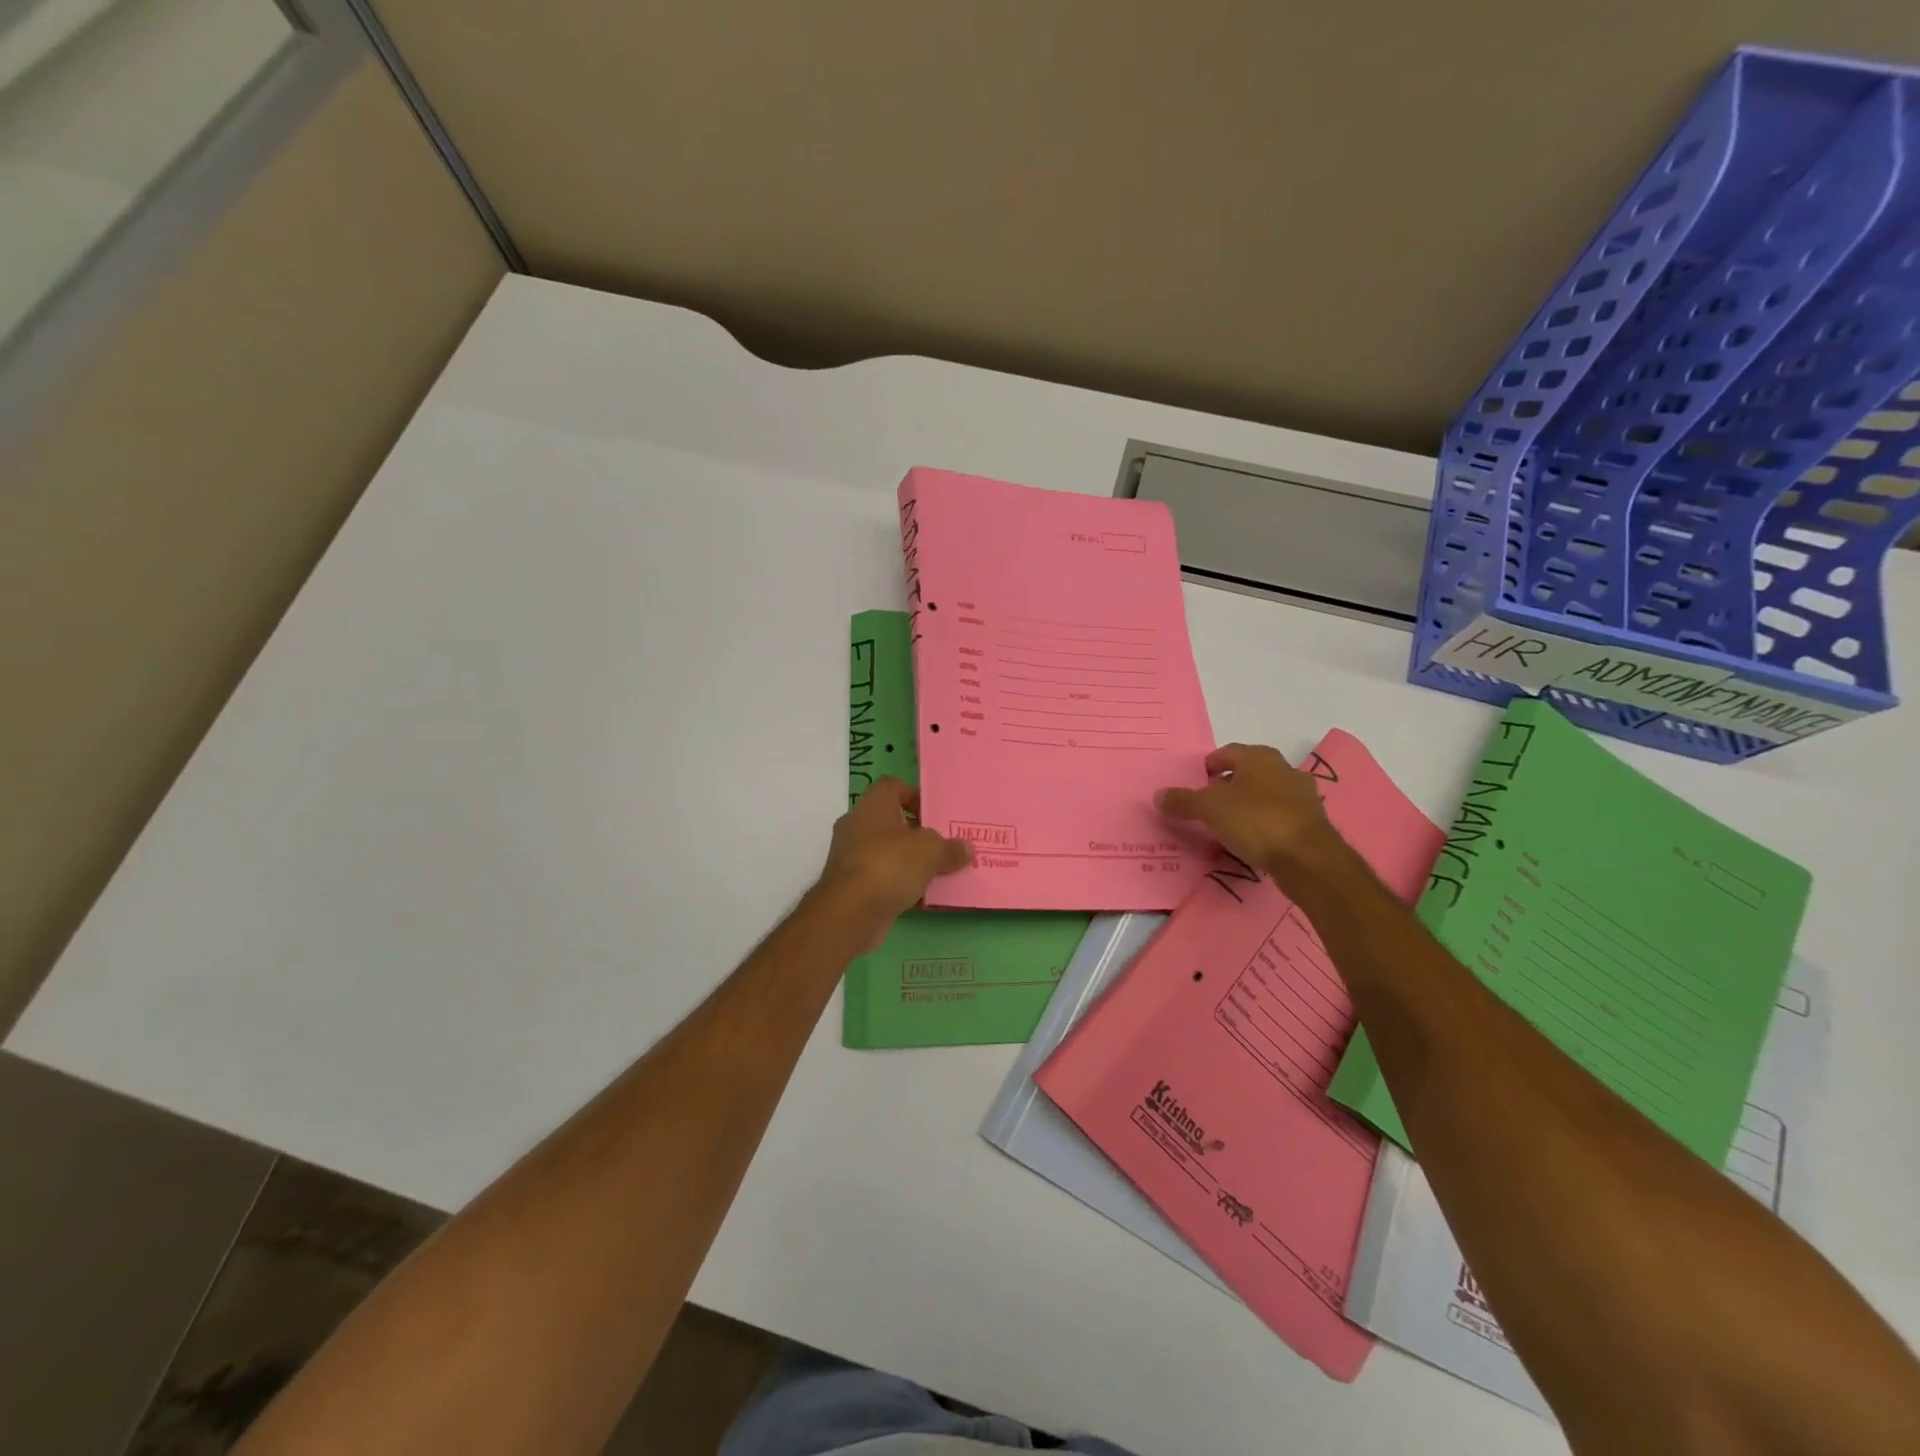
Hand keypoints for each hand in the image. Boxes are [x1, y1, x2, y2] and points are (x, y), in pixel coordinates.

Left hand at [816, 778, 973, 948]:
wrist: (850, 912)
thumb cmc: (890, 864)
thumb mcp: (931, 851)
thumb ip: (950, 848)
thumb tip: (966, 849)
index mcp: (873, 805)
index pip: (892, 786)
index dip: (915, 796)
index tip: (936, 815)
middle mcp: (857, 826)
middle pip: (892, 822)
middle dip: (918, 834)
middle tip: (944, 845)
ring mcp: (851, 857)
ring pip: (888, 853)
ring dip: (911, 862)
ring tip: (940, 872)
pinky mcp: (851, 887)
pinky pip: (883, 880)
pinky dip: (901, 886)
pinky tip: (925, 898)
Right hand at [1156, 743, 1343, 885]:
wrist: (1309, 858)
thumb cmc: (1256, 820)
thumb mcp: (1209, 809)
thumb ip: (1183, 801)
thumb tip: (1158, 796)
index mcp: (1259, 757)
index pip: (1228, 752)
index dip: (1211, 764)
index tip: (1198, 779)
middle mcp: (1283, 769)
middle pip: (1249, 772)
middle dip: (1229, 784)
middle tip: (1208, 802)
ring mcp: (1302, 796)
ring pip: (1266, 794)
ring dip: (1248, 804)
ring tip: (1228, 824)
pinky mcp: (1311, 823)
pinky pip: (1279, 817)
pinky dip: (1263, 823)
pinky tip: (1252, 840)